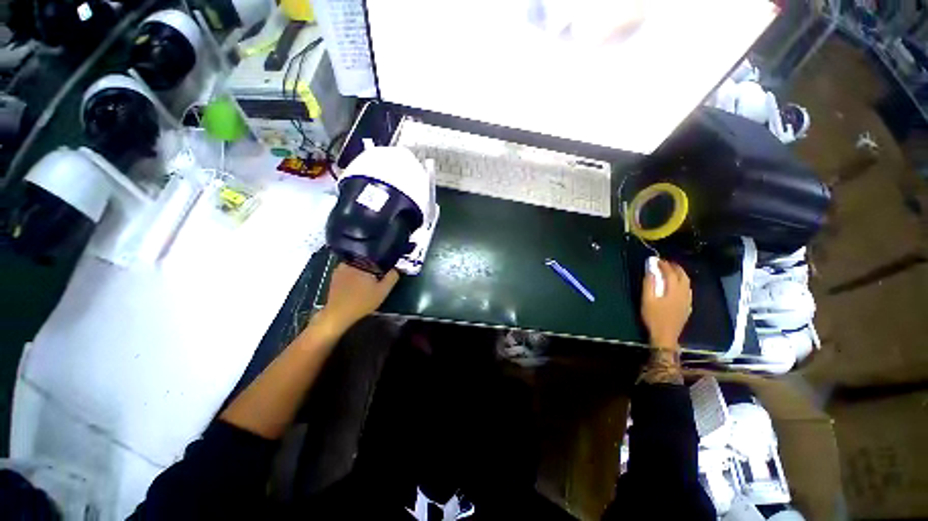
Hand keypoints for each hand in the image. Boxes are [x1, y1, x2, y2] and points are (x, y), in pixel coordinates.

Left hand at [315, 263, 399, 334]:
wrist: (338, 314)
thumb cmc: (363, 301)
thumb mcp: (383, 291)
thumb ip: (392, 277)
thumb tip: (397, 267)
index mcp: (363, 262)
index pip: (377, 256)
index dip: (384, 262)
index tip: (387, 270)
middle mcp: (351, 262)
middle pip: (366, 260)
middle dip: (373, 267)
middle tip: (378, 277)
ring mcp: (340, 268)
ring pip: (357, 265)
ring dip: (363, 271)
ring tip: (368, 282)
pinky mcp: (334, 276)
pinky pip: (348, 271)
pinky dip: (354, 275)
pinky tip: (357, 286)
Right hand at [641, 260, 691, 349]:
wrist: (665, 336)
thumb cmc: (653, 317)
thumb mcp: (647, 300)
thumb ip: (649, 284)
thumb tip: (651, 270)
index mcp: (674, 291)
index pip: (671, 273)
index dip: (664, 265)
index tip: (657, 260)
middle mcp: (684, 293)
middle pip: (683, 276)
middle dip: (675, 267)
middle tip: (666, 263)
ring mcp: (687, 301)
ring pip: (687, 283)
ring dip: (680, 274)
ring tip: (671, 271)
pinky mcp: (687, 307)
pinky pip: (687, 290)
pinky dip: (683, 283)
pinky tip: (677, 286)